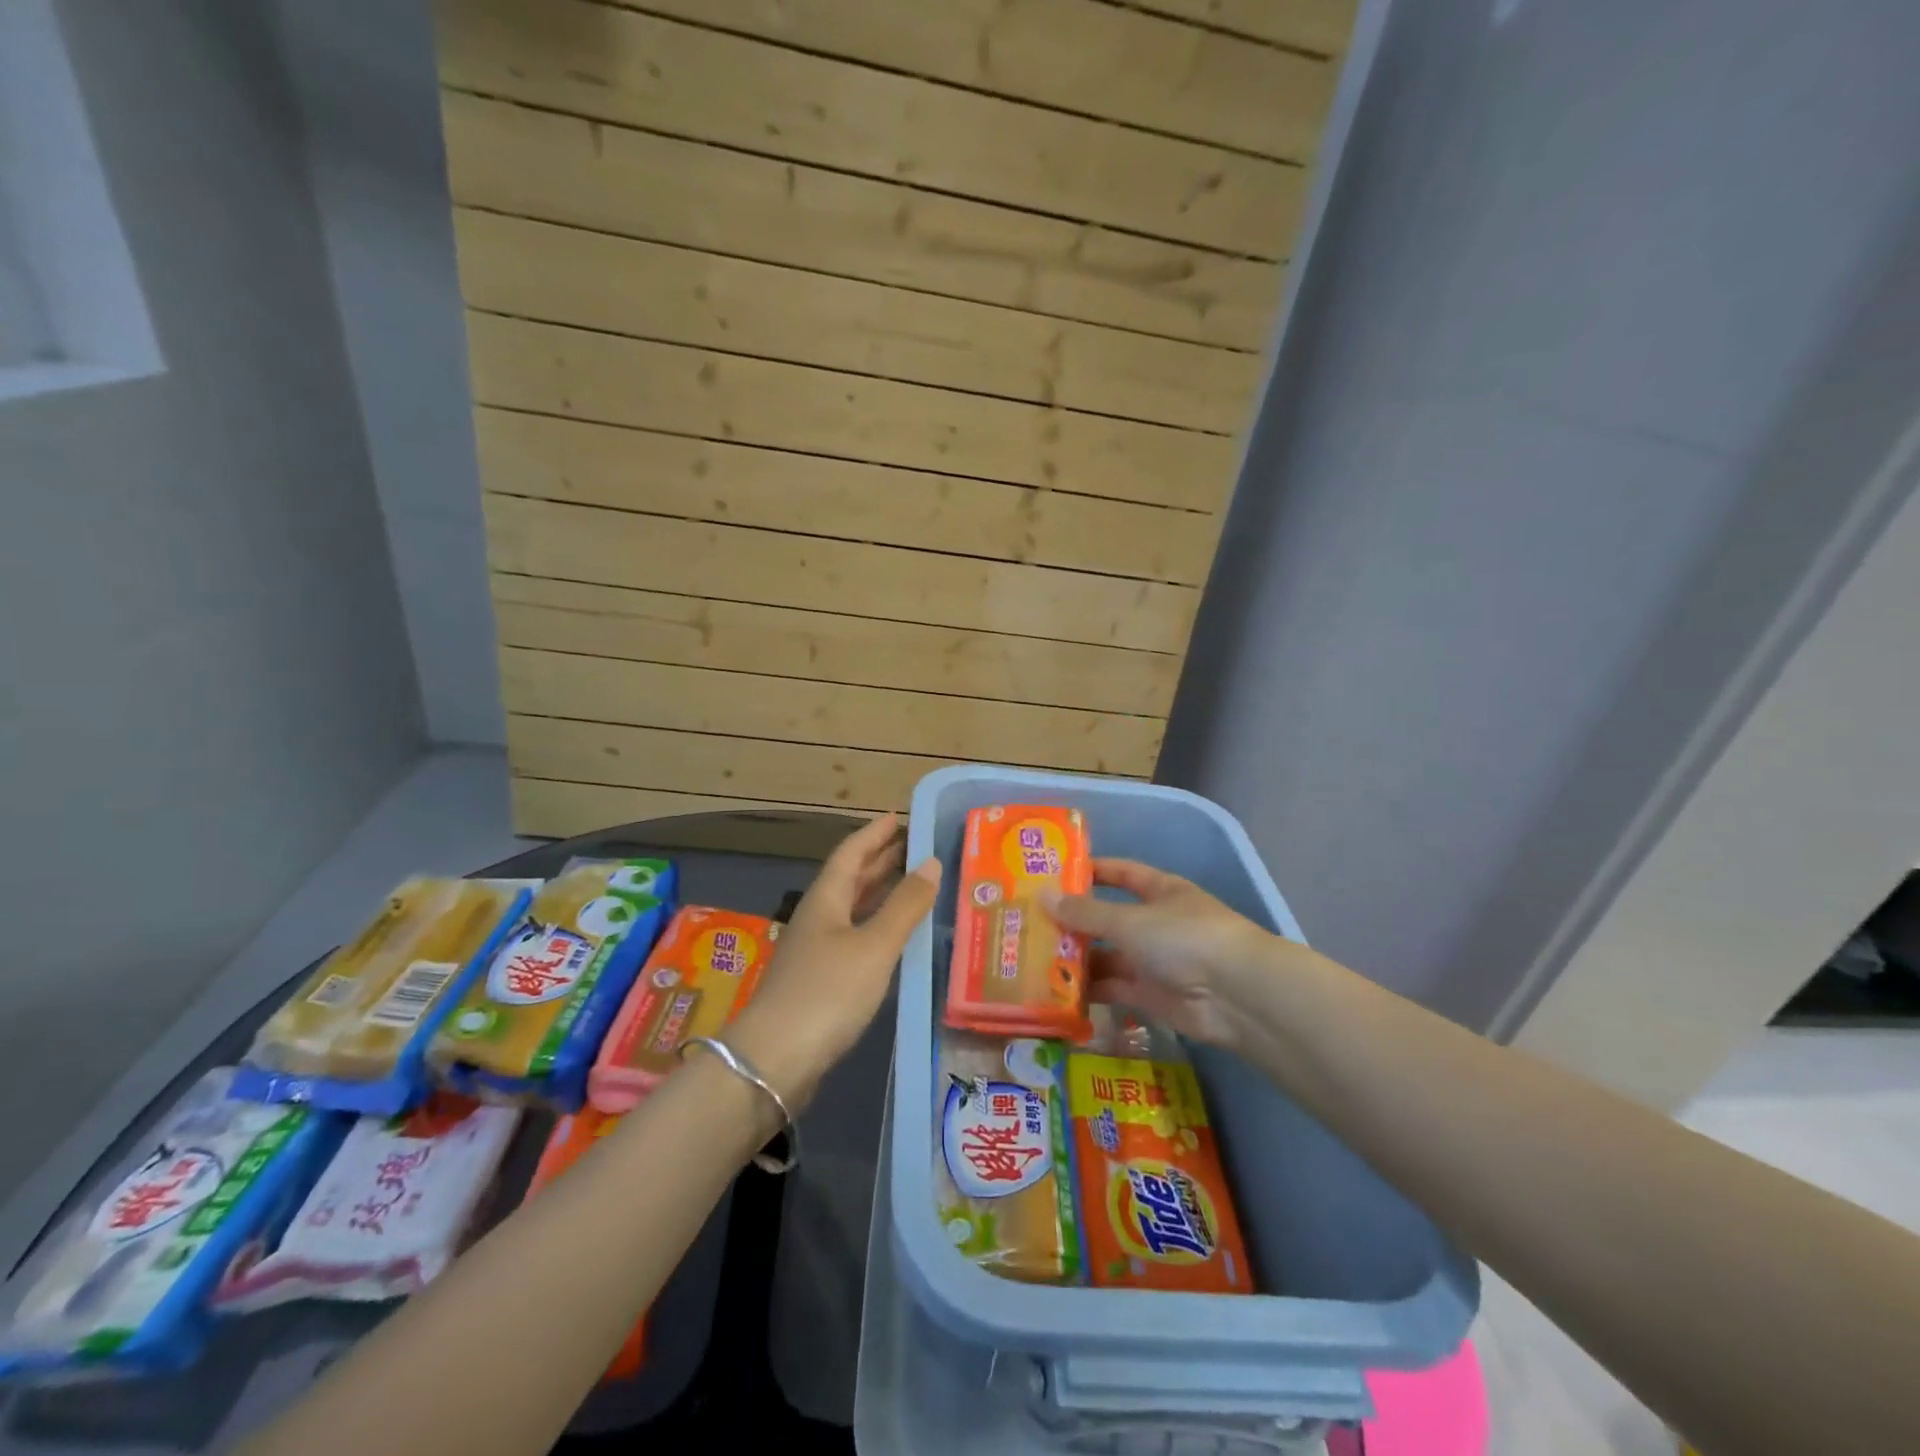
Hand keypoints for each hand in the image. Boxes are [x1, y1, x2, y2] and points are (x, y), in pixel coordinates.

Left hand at [726, 813, 938, 1106]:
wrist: (774, 1060)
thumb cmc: (827, 992)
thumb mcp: (874, 946)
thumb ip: (905, 905)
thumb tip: (932, 862)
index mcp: (826, 899)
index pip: (851, 852)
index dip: (874, 833)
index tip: (899, 816)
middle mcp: (818, 917)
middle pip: (850, 878)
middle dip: (880, 858)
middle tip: (915, 845)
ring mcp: (816, 950)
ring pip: (852, 908)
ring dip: (880, 891)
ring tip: (912, 881)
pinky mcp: (821, 980)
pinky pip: (855, 936)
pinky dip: (878, 925)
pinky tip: (895, 935)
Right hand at [1042, 859, 1274, 1050]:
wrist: (1236, 996)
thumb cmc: (1184, 938)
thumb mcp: (1129, 920)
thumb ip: (1085, 913)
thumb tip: (1042, 896)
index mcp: (1160, 891)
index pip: (1121, 873)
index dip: (1091, 871)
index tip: (1053, 874)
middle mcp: (1156, 922)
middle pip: (1108, 918)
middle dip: (1074, 922)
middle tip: (1029, 923)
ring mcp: (1154, 960)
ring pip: (1107, 955)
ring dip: (1076, 958)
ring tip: (1033, 958)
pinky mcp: (1151, 995)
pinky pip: (1113, 987)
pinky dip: (1089, 990)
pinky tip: (1055, 990)